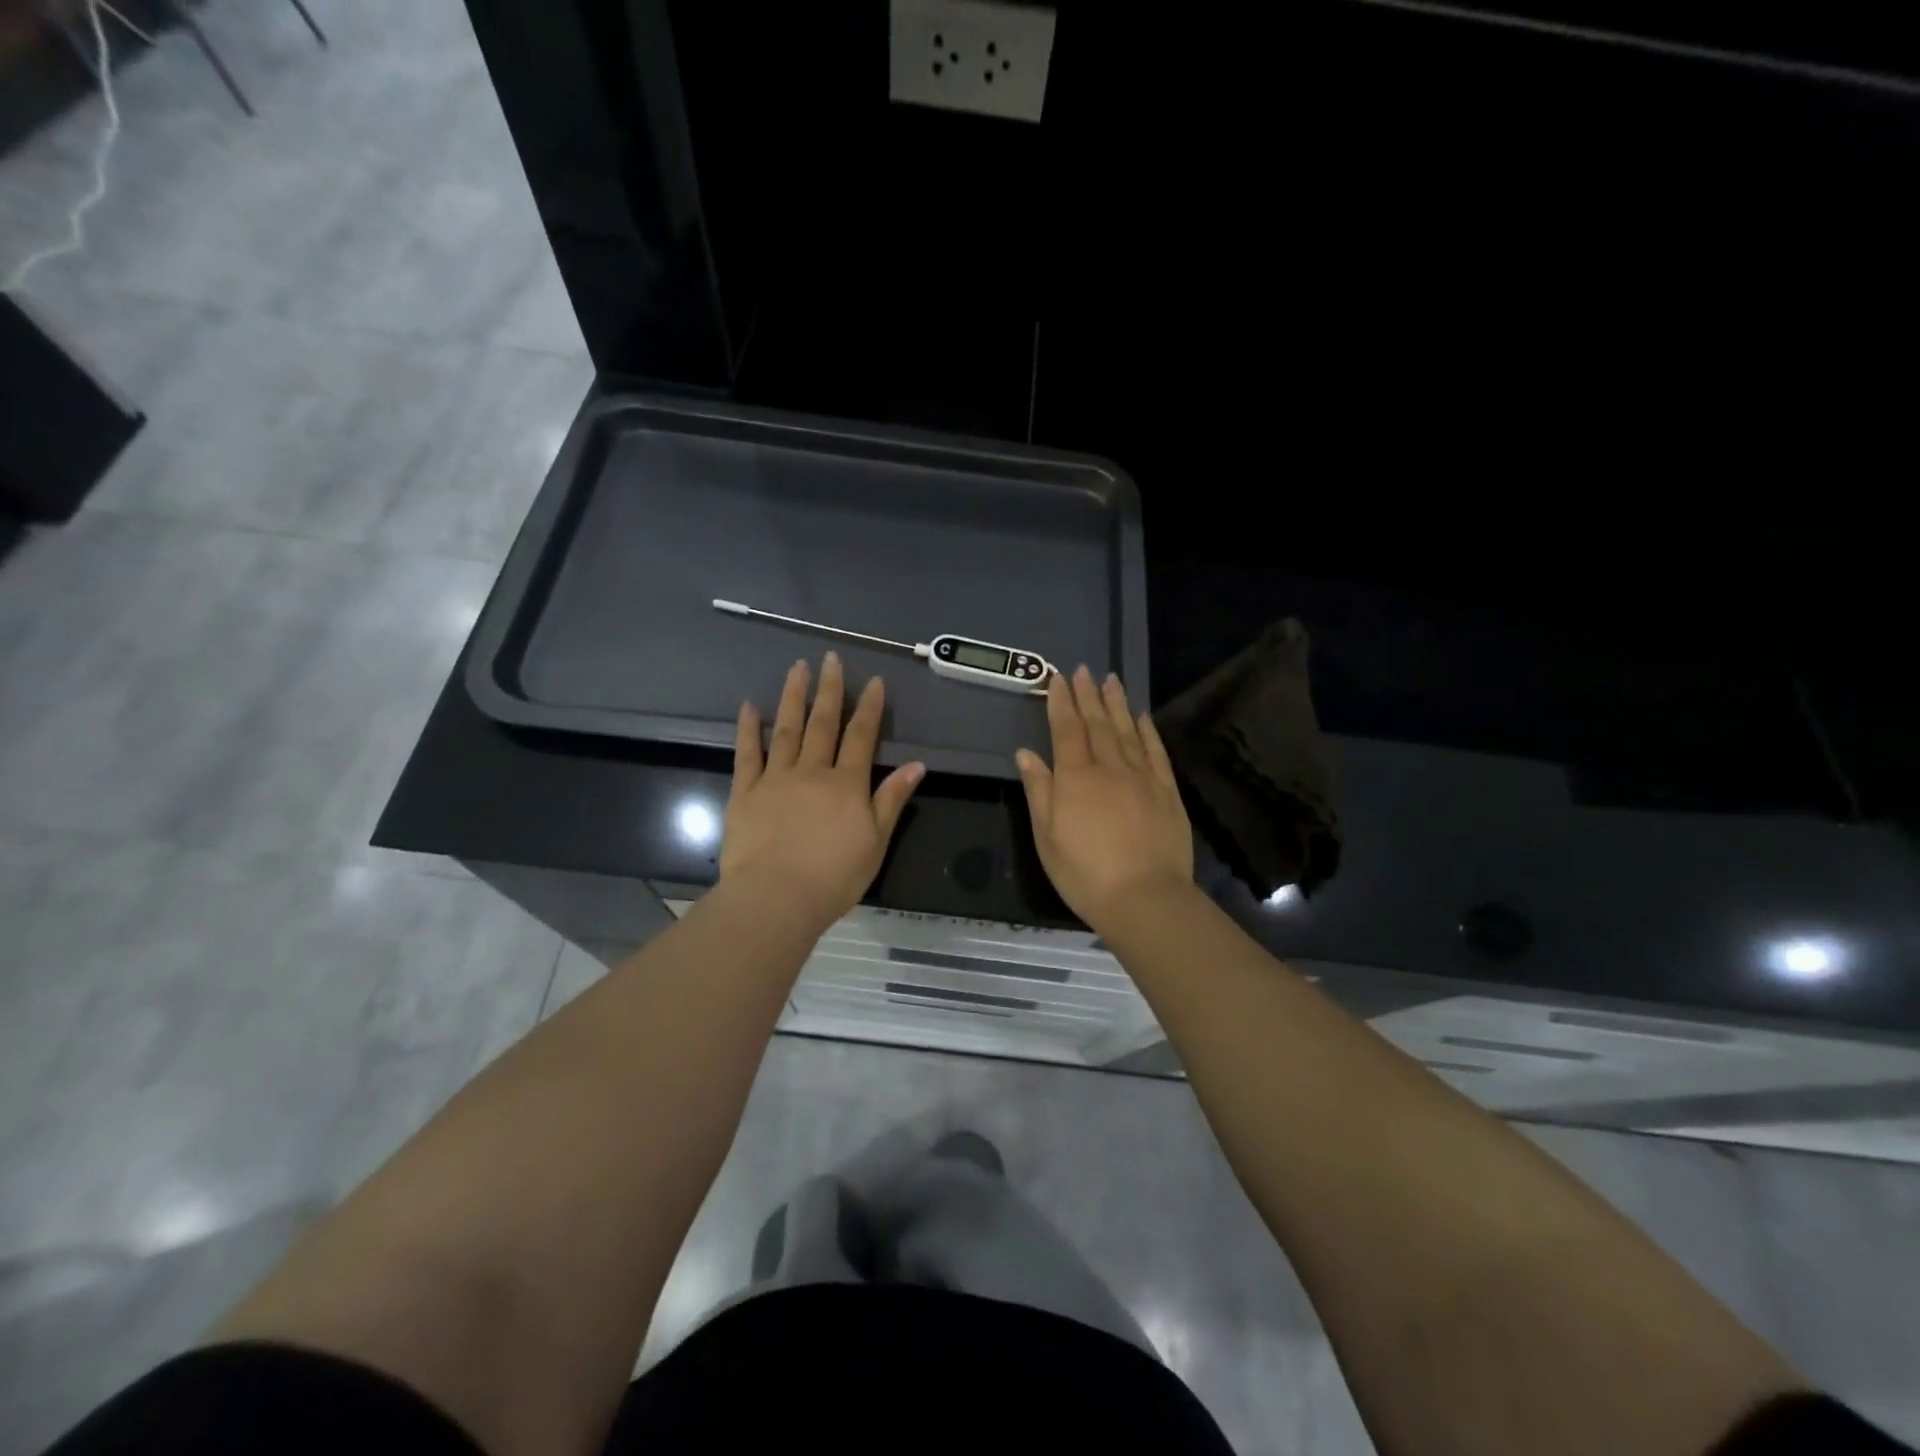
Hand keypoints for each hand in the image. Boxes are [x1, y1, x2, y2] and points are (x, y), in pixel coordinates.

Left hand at [720, 653, 924, 928]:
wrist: (776, 897)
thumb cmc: (834, 877)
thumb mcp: (876, 842)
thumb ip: (892, 799)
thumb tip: (916, 765)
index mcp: (847, 784)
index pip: (862, 737)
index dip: (869, 708)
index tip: (873, 681)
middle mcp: (812, 771)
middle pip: (823, 723)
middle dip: (830, 689)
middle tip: (831, 659)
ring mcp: (775, 778)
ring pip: (787, 729)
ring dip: (793, 697)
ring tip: (798, 668)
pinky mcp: (744, 792)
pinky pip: (747, 754)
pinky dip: (749, 729)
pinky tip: (750, 706)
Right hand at [1016, 666, 1193, 931]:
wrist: (1144, 898)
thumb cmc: (1084, 873)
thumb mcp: (1046, 837)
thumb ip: (1039, 790)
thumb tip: (1026, 753)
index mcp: (1075, 778)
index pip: (1066, 730)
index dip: (1061, 702)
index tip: (1058, 678)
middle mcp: (1109, 768)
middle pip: (1097, 724)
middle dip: (1088, 695)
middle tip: (1083, 670)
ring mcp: (1141, 777)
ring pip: (1127, 731)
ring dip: (1117, 704)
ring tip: (1111, 680)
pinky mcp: (1166, 791)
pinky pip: (1155, 752)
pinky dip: (1147, 731)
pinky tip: (1142, 716)